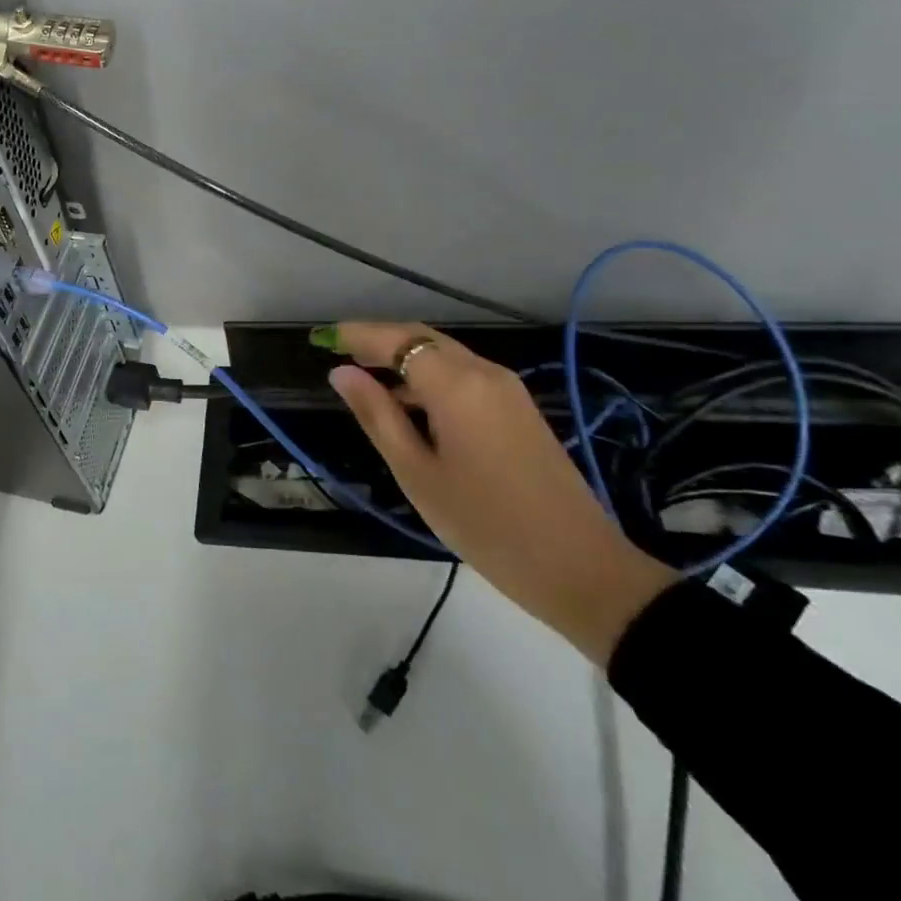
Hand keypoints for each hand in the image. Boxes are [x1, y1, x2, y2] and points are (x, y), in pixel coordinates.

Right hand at [326, 324, 676, 664]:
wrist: (579, 566)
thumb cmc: (484, 524)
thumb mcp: (416, 473)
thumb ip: (377, 416)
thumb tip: (341, 374)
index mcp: (456, 385)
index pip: (396, 340)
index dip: (356, 334)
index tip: (321, 337)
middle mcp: (484, 373)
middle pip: (423, 338)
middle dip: (379, 340)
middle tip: (338, 352)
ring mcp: (508, 389)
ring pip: (445, 355)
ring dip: (404, 357)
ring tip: (364, 378)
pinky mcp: (519, 408)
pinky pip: (464, 375)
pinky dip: (429, 376)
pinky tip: (409, 403)